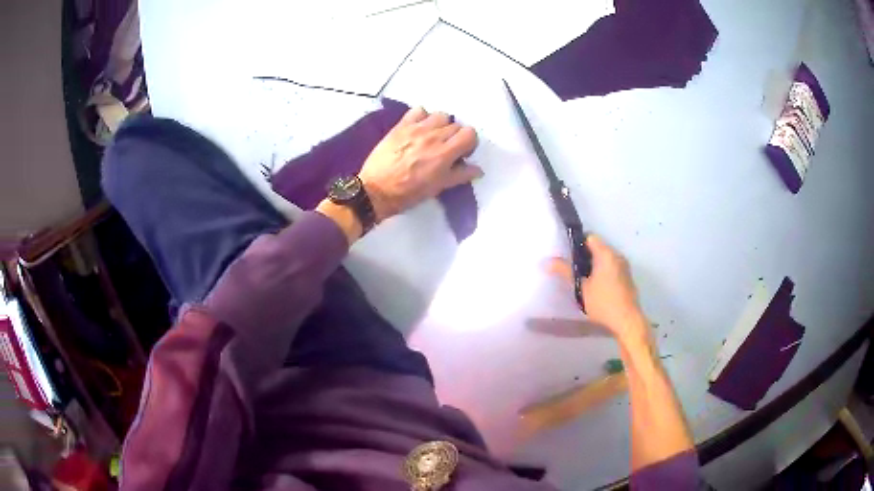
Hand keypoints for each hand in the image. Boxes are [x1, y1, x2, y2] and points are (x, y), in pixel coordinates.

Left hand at [358, 107, 480, 220]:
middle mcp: (433, 136)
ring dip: (440, 125)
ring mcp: (416, 128)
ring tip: (432, 137)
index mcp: (445, 154)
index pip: (470, 133)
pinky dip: (422, 117)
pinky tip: (418, 128)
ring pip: (440, 115)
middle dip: (455, 136)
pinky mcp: (401, 125)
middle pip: (456, 125)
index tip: (461, 153)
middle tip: (445, 149)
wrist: (376, 190)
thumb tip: (478, 170)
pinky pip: (419, 110)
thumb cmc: (408, 193)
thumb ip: (460, 175)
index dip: (469, 143)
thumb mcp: (438, 188)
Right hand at [547, 235, 645, 339]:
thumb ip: (565, 271)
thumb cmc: (603, 303)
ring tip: (583, 279)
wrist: (627, 321)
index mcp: (606, 254)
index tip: (568, 256)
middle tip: (572, 269)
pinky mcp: (627, 277)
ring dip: (594, 264)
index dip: (577, 243)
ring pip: (606, 258)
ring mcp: (624, 266)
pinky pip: (612, 267)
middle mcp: (617, 256)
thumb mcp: (580, 288)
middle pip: (598, 247)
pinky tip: (596, 287)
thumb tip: (545, 262)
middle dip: (585, 255)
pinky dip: (603, 271)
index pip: (590, 237)